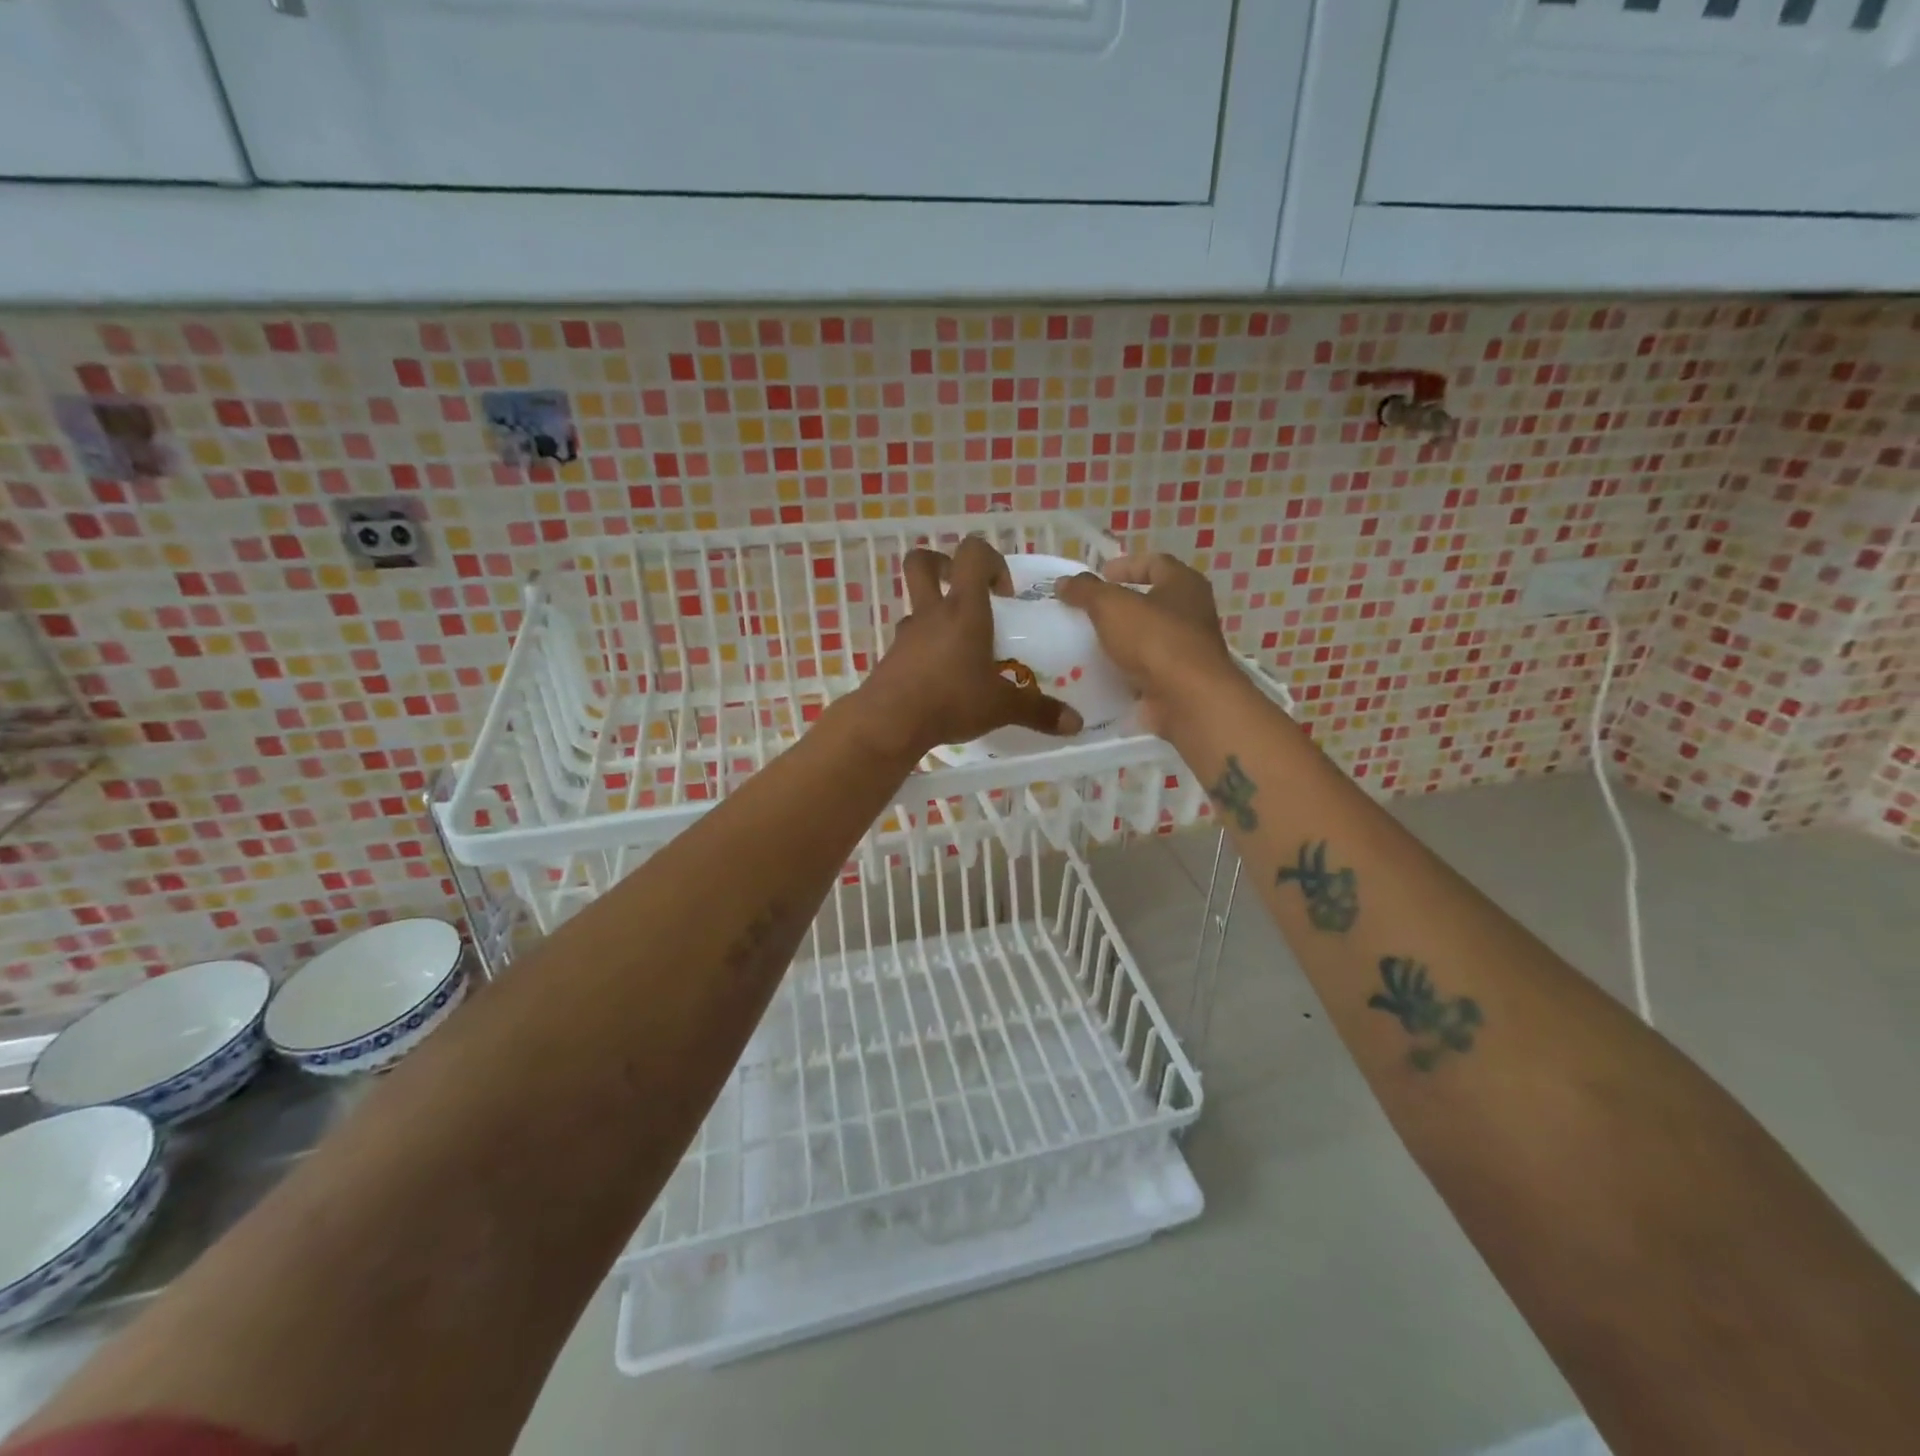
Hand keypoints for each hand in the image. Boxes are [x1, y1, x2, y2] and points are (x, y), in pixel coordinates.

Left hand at [851, 536, 1081, 760]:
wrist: (890, 723)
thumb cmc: (951, 700)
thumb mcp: (1001, 707)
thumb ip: (1038, 711)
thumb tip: (1076, 724)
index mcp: (964, 609)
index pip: (972, 553)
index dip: (991, 560)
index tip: (1004, 594)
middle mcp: (932, 613)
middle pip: (922, 563)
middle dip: (944, 566)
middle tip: (966, 593)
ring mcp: (906, 634)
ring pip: (916, 606)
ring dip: (936, 615)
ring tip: (960, 649)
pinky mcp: (891, 658)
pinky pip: (909, 641)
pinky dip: (924, 649)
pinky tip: (940, 678)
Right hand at [1055, 550, 1236, 736]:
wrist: (1187, 699)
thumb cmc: (1154, 639)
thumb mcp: (1111, 606)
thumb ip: (1086, 591)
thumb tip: (1063, 582)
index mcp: (1184, 585)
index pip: (1156, 563)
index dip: (1126, 566)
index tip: (1100, 576)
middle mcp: (1192, 613)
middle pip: (1153, 601)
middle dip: (1121, 605)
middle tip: (1089, 611)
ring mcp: (1188, 650)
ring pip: (1149, 637)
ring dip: (1122, 639)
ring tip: (1089, 643)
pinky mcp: (1179, 681)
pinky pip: (1147, 669)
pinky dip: (1126, 669)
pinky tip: (1102, 673)